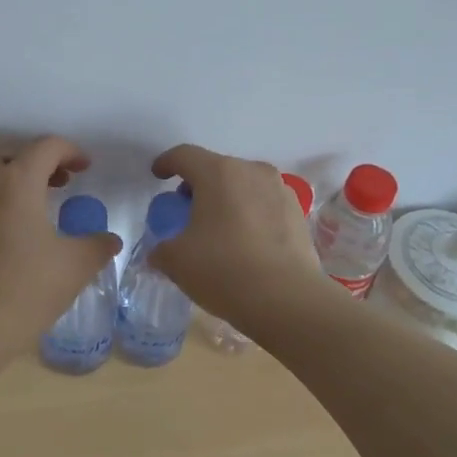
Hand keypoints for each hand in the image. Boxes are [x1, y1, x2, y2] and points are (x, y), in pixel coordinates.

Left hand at [0, 136, 123, 346]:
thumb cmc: (28, 287)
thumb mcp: (75, 265)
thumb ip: (97, 245)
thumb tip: (110, 240)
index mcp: (17, 181)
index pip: (45, 147)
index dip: (70, 151)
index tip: (86, 168)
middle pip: (14, 156)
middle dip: (40, 162)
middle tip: (63, 182)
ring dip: (17, 180)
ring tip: (39, 205)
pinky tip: (13, 230)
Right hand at [147, 144, 332, 322]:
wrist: (289, 301)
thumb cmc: (224, 270)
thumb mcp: (177, 261)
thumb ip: (161, 249)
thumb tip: (161, 251)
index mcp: (218, 173)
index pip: (184, 155)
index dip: (166, 163)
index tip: (158, 176)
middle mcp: (251, 171)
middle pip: (216, 168)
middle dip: (197, 185)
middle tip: (186, 211)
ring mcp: (280, 191)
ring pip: (243, 185)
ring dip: (226, 199)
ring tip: (217, 229)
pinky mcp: (298, 214)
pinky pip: (264, 205)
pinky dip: (249, 215)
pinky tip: (244, 243)